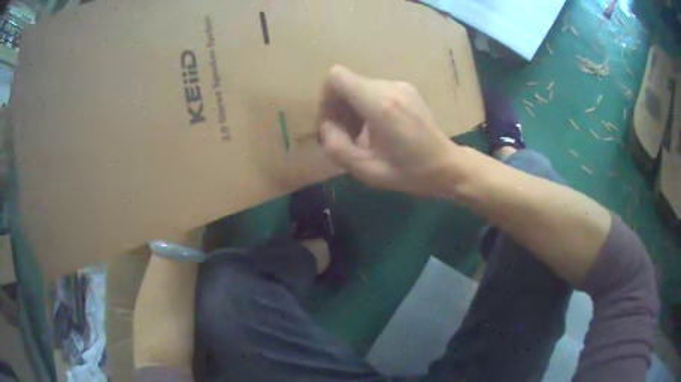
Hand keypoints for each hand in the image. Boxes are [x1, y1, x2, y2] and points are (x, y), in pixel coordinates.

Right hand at [319, 65, 461, 196]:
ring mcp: (401, 86)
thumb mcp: (367, 171)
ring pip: (361, 86)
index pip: (337, 77)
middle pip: (348, 82)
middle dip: (339, 107)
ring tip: (361, 135)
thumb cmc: (410, 172)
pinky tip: (377, 129)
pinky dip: (367, 106)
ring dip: (353, 108)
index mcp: (380, 104)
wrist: (447, 166)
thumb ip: (337, 148)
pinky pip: (375, 90)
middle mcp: (390, 87)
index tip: (331, 123)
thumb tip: (326, 127)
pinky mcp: (407, 89)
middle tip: (344, 136)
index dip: (326, 98)